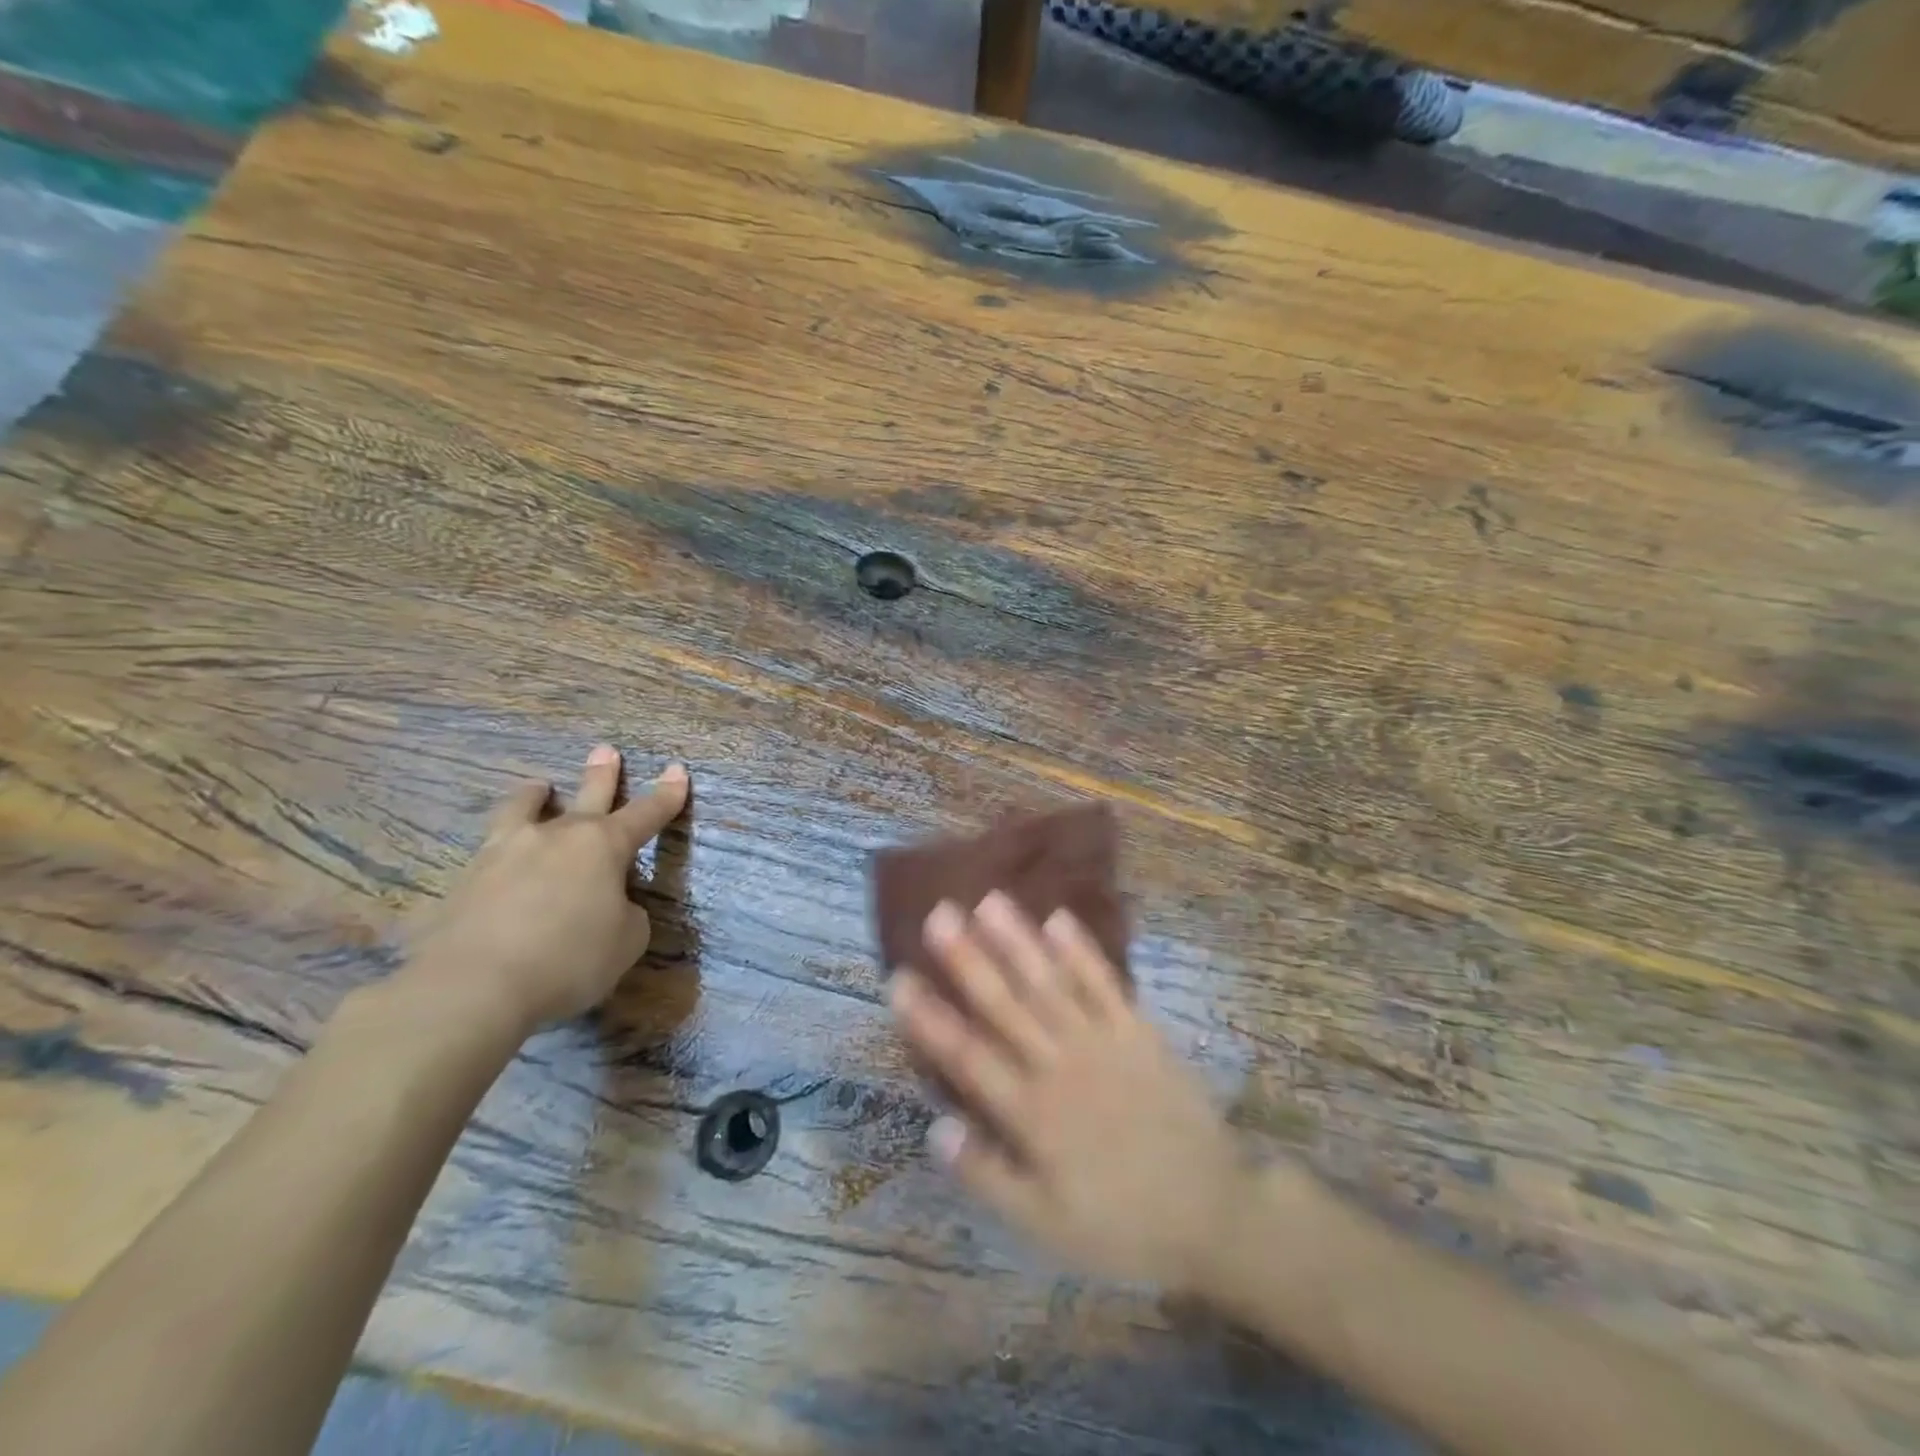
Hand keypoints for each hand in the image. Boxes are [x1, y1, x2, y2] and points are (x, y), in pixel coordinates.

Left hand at [402, 745, 688, 1032]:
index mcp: (602, 847)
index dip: (666, 795)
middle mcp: (555, 838)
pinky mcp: (463, 882)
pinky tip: (491, 869)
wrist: (472, 986)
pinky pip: (485, 858)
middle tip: (606, 751)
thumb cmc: (569, 959)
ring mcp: (504, 854)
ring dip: (533, 797)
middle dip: (602, 774)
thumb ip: (627, 916)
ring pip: (522, 810)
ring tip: (538, 787)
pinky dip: (496, 856)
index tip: (677, 770)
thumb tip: (612, 906)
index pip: (646, 813)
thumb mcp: (626, 942)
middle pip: (586, 796)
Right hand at [890, 892, 1246, 1290]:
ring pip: (1050, 983)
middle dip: (968, 959)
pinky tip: (1058, 919)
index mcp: (1033, 1113)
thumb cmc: (1122, 1223)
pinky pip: (1105, 984)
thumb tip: (935, 1127)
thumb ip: (988, 1176)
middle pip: (1006, 1005)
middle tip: (939, 916)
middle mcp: (1061, 1065)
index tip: (899, 979)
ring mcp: (1103, 1041)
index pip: (969, 1057)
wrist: (1213, 1210)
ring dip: (1018, 942)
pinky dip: (1081, 952)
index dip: (931, 1019)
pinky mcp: (1138, 1030)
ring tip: (988, 902)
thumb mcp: (1047, 1226)